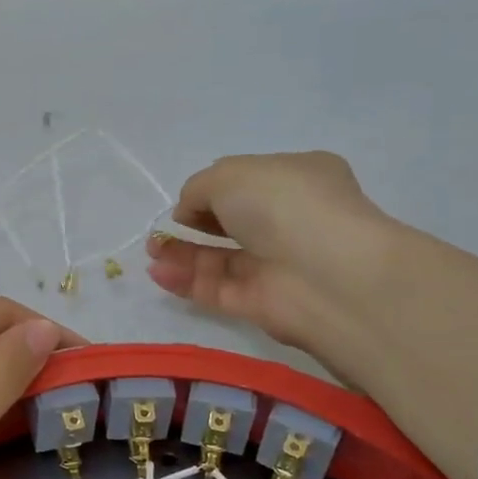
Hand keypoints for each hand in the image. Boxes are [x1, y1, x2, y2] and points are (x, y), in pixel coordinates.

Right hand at [146, 152, 398, 349]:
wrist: (326, 273)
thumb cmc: (283, 205)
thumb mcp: (230, 174)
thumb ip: (198, 188)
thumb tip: (188, 212)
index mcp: (298, 179)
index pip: (249, 183)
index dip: (213, 190)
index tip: (188, 200)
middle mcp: (290, 221)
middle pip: (232, 223)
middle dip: (192, 224)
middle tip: (160, 231)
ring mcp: (277, 265)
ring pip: (221, 259)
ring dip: (182, 254)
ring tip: (151, 250)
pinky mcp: (261, 304)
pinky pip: (217, 289)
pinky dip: (186, 281)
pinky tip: (158, 272)